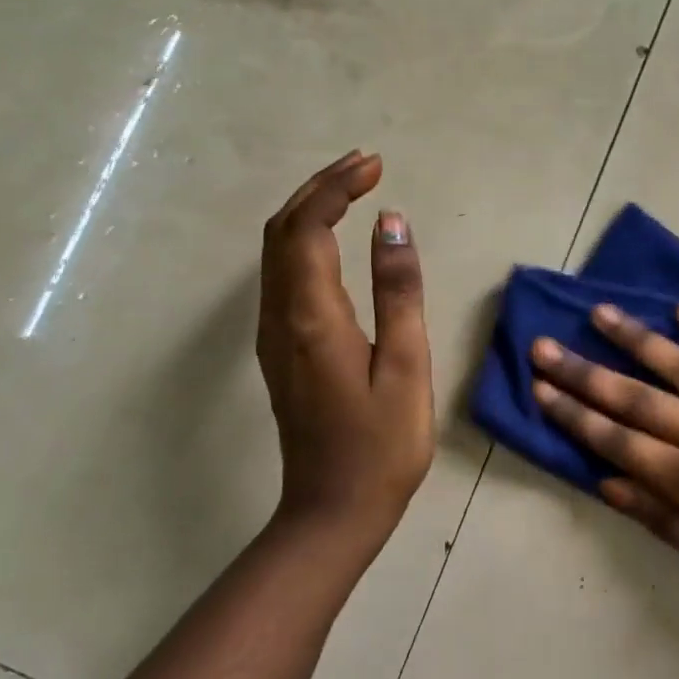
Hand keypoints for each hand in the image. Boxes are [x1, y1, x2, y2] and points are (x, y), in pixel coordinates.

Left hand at [257, 151, 433, 552]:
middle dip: (320, 187)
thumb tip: (391, 223)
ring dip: (309, 209)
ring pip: (276, 250)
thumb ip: (398, 292)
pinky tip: (333, 240)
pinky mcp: (279, 349)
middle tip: (366, 165)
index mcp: (312, 316)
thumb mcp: (406, 367)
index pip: (309, 227)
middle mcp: (280, 316)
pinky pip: (281, 274)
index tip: (376, 166)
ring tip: (353, 188)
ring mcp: (273, 334)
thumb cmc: (381, 445)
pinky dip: (304, 239)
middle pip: (282, 229)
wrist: (332, 512)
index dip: (337, 187)